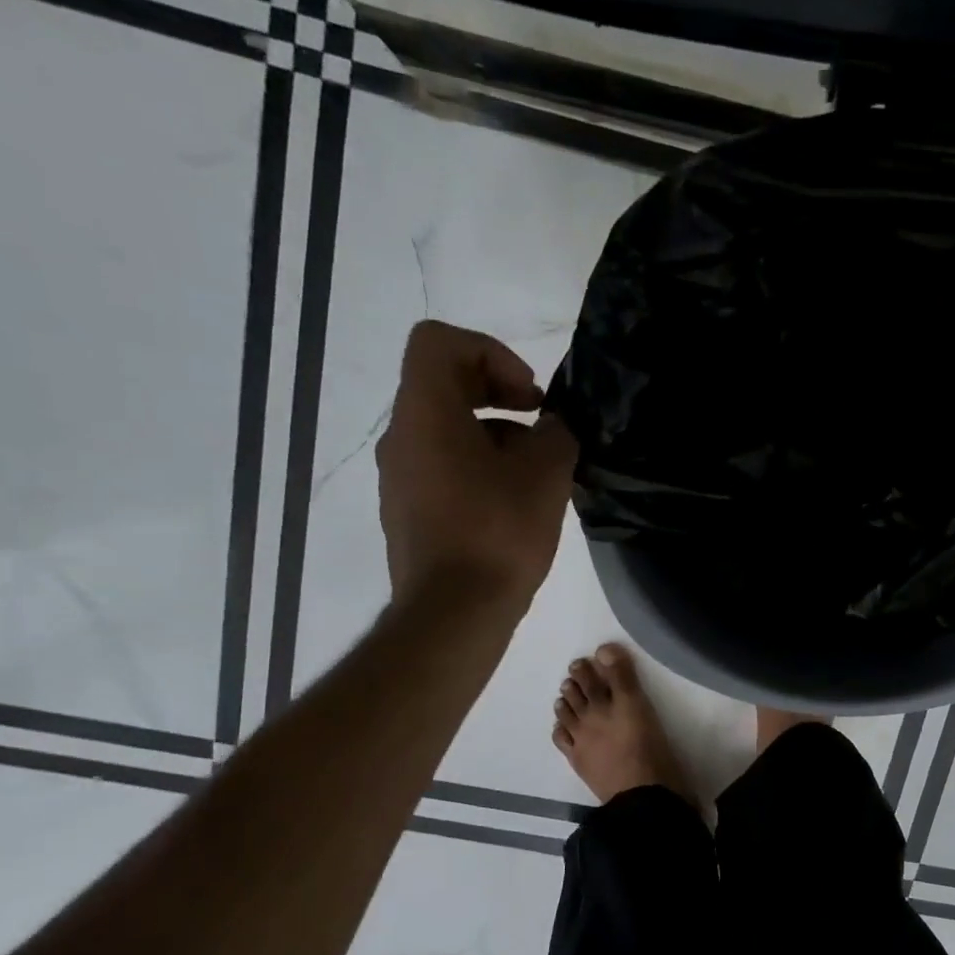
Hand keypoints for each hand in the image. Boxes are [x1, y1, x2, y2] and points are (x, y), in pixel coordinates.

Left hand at [376, 321, 577, 604]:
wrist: (453, 612)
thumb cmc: (499, 532)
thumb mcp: (546, 473)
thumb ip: (557, 433)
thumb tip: (551, 429)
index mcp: (425, 413)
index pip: (438, 341)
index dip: (490, 353)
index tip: (527, 396)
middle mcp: (401, 437)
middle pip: (442, 383)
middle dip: (498, 392)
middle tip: (538, 423)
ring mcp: (398, 477)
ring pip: (445, 429)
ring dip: (493, 435)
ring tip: (534, 474)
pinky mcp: (406, 511)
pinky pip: (441, 467)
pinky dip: (477, 468)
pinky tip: (511, 506)